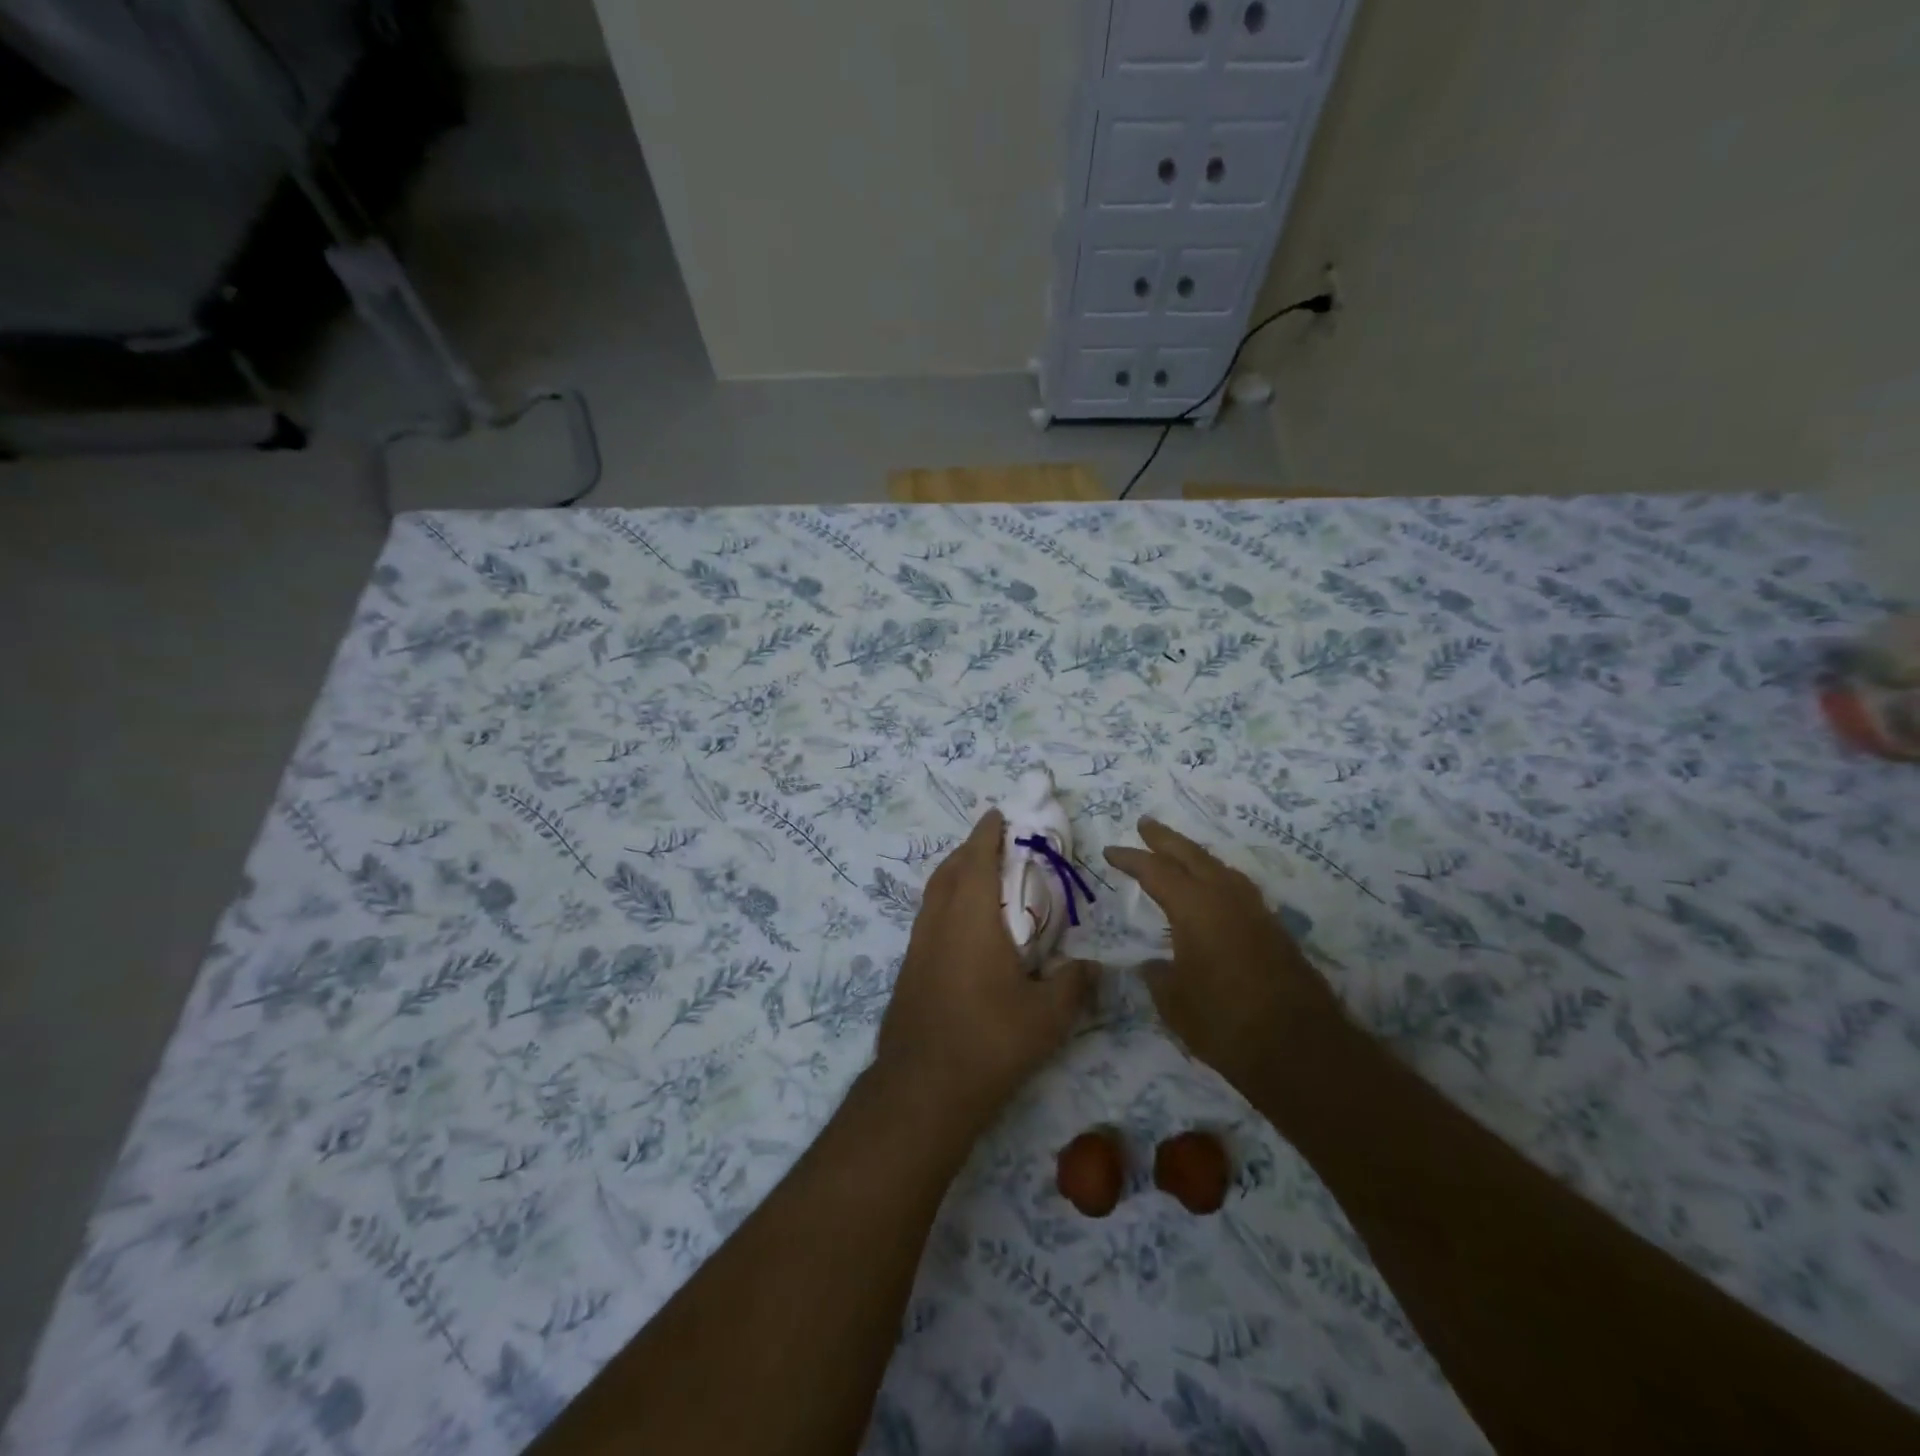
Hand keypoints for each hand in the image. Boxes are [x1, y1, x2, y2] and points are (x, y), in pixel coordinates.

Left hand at [876, 810, 1094, 1131]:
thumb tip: (1094, 966)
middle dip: (970, 849)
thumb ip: (1074, 984)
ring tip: (979, 879)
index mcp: (971, 917)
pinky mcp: (909, 969)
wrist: (922, 1088)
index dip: (987, 833)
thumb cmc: (989, 1041)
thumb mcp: (1048, 1016)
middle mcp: (939, 921)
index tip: (998, 814)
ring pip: (934, 893)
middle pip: (950, 869)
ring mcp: (918, 945)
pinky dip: (946, 903)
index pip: (978, 859)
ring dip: (955, 875)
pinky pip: (929, 917)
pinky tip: (963, 929)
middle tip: (994, 843)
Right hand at [1104, 818, 1345, 1100]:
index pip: (1155, 871)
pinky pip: (1237, 888)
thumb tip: (1154, 964)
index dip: (1130, 859)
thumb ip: (1159, 976)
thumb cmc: (1225, 1023)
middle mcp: (1226, 898)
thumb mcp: (1174, 1003)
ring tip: (1178, 854)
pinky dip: (1216, 878)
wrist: (1301, 1050)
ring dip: (1195, 856)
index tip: (1110, 852)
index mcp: (1195, 908)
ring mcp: (1255, 911)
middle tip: (1145, 824)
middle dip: (1165, 839)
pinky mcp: (1274, 930)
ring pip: (1219, 868)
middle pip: (1192, 855)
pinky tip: (1212, 892)